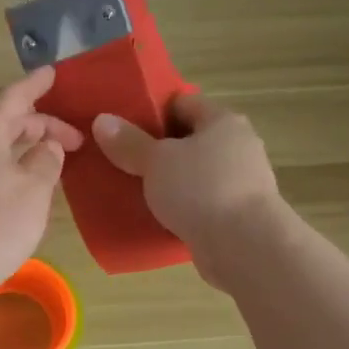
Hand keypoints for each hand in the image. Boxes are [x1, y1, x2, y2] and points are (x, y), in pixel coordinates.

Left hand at [0, 67, 83, 308]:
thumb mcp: (33, 188)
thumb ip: (47, 160)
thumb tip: (47, 146)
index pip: (15, 95)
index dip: (37, 84)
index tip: (55, 73)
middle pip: (10, 121)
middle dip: (44, 124)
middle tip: (77, 139)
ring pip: (2, 146)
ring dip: (31, 148)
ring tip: (60, 157)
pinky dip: (18, 167)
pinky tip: (36, 184)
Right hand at [92, 93, 290, 288]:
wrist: (246, 246)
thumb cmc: (201, 189)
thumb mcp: (156, 161)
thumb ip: (128, 142)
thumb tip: (102, 120)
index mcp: (223, 121)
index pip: (183, 103)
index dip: (153, 110)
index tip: (124, 125)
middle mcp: (238, 146)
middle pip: (191, 138)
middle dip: (159, 148)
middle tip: (124, 158)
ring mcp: (242, 182)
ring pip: (196, 172)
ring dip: (171, 180)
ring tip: (136, 189)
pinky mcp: (239, 214)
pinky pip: (203, 202)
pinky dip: (183, 206)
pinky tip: (159, 216)